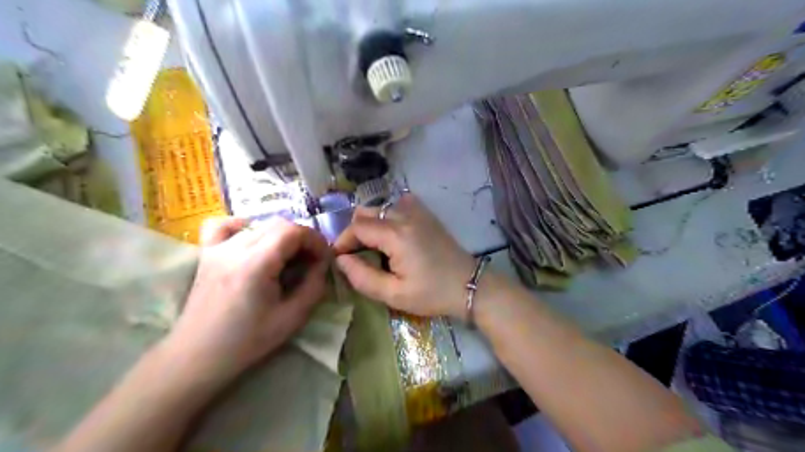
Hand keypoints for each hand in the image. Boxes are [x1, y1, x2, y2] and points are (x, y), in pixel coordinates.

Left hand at [163, 217, 329, 382]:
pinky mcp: (207, 254)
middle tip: (310, 261)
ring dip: (281, 236)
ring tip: (287, 258)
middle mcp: (234, 248)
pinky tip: (254, 241)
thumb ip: (314, 286)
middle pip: (279, 224)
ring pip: (259, 224)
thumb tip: (322, 264)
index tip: (324, 259)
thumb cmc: (247, 341)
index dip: (315, 240)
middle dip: (302, 238)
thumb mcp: (292, 318)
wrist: (197, 356)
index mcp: (255, 264)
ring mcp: (217, 248)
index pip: (293, 231)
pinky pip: (225, 226)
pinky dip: (245, 226)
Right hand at [335, 195, 475, 317]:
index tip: (340, 259)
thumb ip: (362, 277)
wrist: (469, 285)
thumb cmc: (432, 293)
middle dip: (354, 232)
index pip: (357, 227)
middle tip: (356, 255)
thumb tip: (341, 260)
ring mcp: (417, 211)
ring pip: (380, 207)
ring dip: (370, 224)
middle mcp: (405, 215)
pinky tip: (392, 235)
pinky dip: (387, 216)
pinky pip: (397, 205)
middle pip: (365, 212)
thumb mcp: (394, 294)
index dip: (343, 241)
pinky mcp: (425, 213)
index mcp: (396, 234)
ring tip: (373, 247)